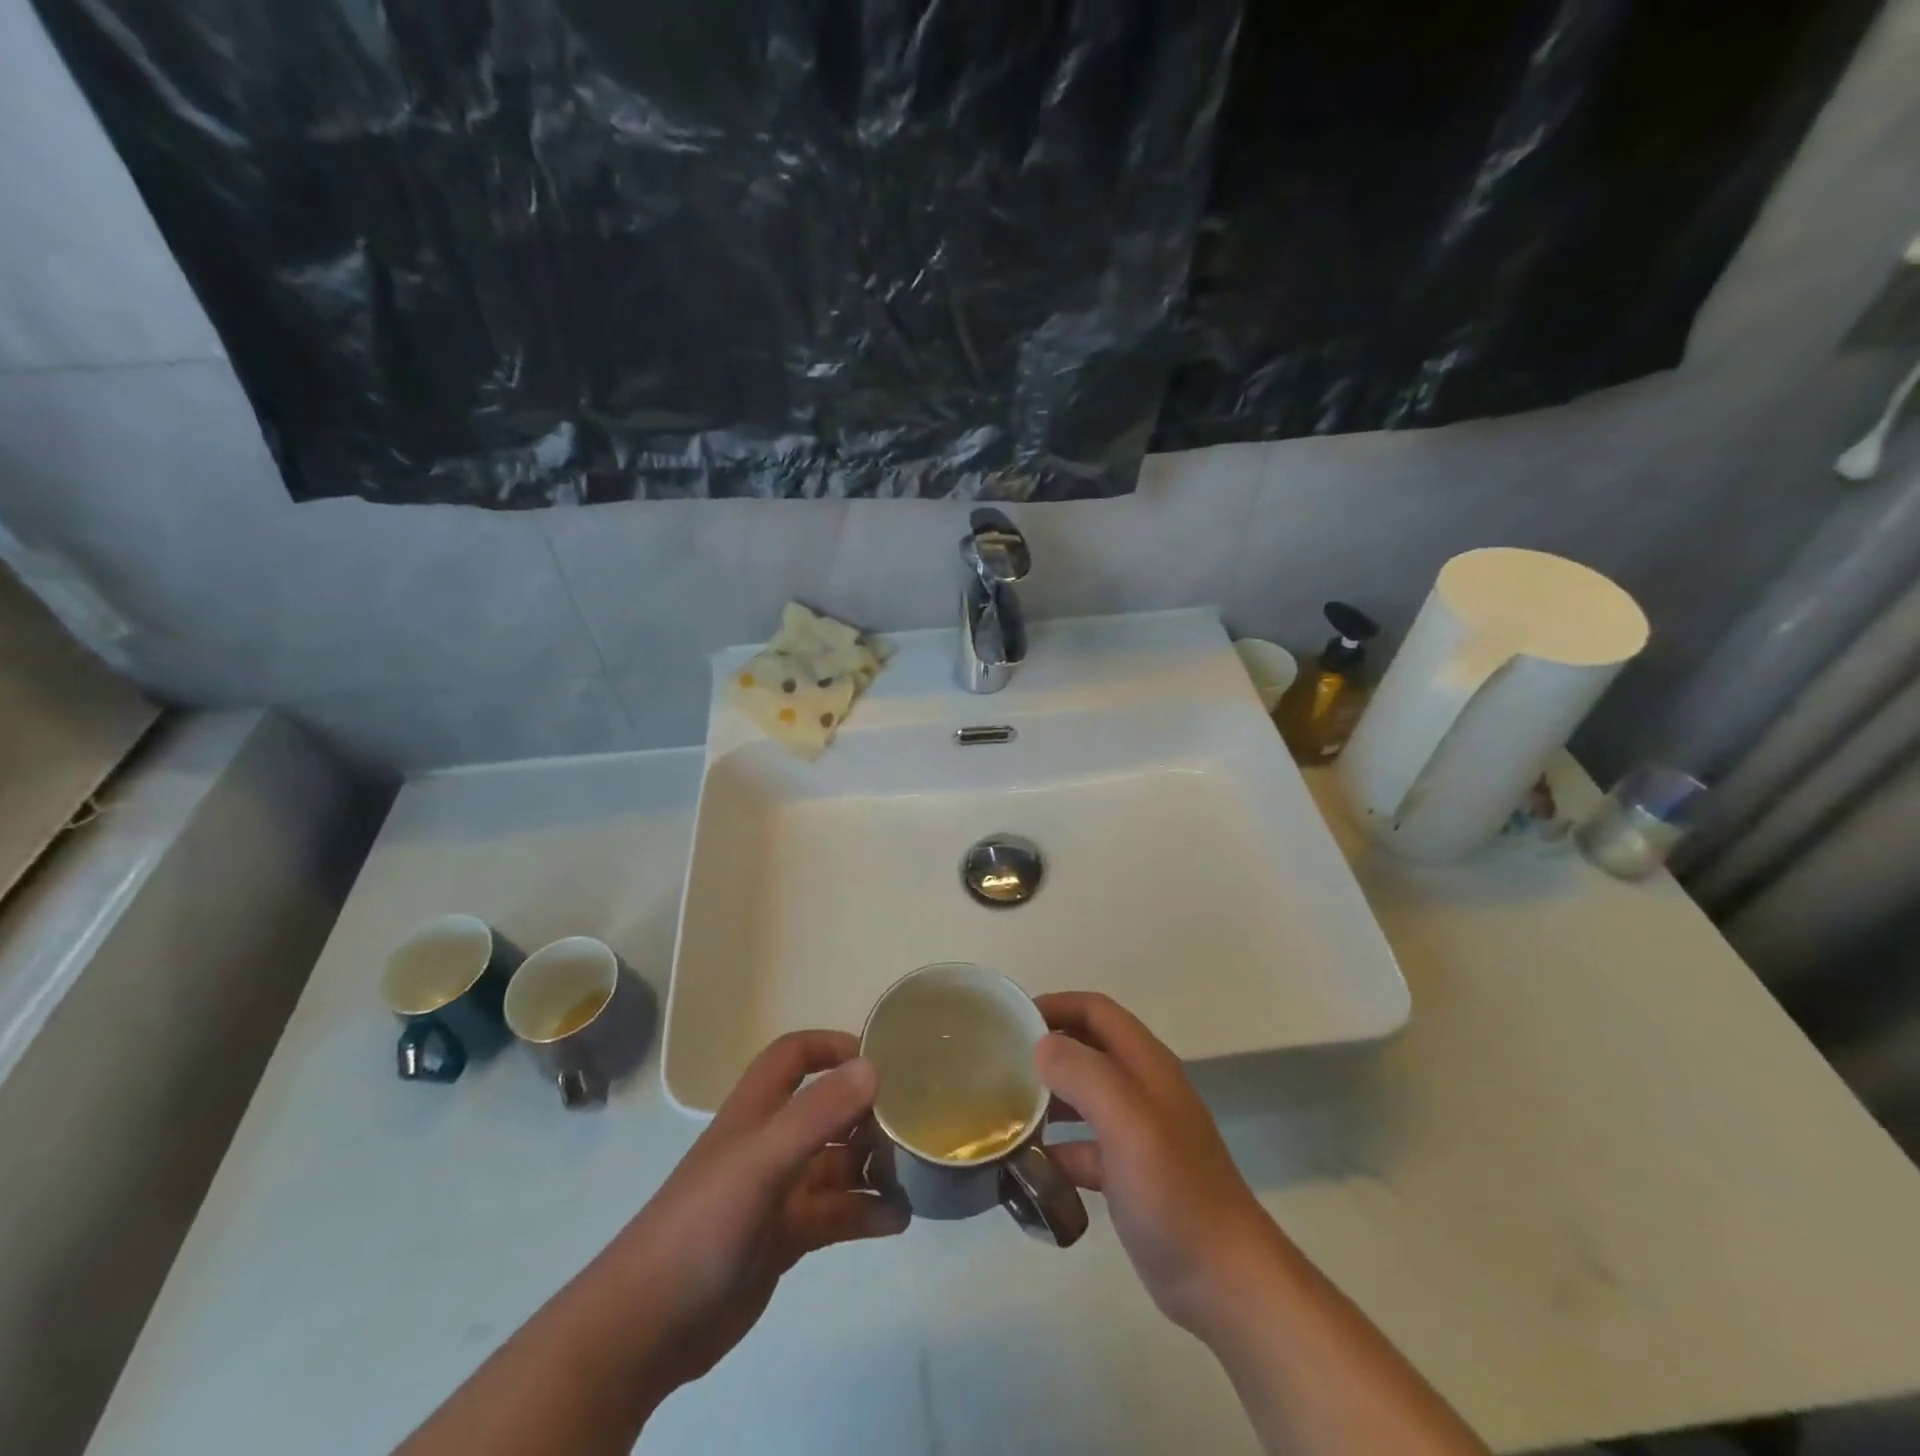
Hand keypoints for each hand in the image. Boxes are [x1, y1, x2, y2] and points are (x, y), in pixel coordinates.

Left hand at [594, 1031, 908, 1403]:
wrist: (646, 1328)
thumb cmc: (703, 1225)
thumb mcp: (762, 1162)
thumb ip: (817, 1114)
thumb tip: (874, 1067)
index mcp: (758, 1111)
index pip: (795, 1055)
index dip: (832, 1046)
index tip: (880, 1059)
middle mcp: (770, 1143)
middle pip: (827, 1110)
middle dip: (868, 1112)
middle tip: (915, 1124)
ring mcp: (778, 1191)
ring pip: (837, 1165)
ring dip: (874, 1166)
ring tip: (915, 1175)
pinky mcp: (785, 1237)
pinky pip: (836, 1213)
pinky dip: (867, 1212)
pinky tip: (899, 1220)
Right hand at [1035, 992, 1283, 1337]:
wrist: (1224, 1281)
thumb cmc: (1174, 1191)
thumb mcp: (1128, 1122)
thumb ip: (1084, 1075)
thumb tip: (1040, 1045)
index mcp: (1146, 1064)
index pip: (1096, 1010)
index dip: (1056, 1005)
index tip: (1012, 1021)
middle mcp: (1142, 1089)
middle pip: (1087, 1049)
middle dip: (1046, 1049)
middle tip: (1000, 1065)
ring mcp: (1137, 1134)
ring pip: (1083, 1098)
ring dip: (1047, 1098)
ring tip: (1004, 1112)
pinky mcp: (1129, 1175)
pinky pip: (1084, 1148)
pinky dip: (1056, 1150)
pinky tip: (1027, 1167)